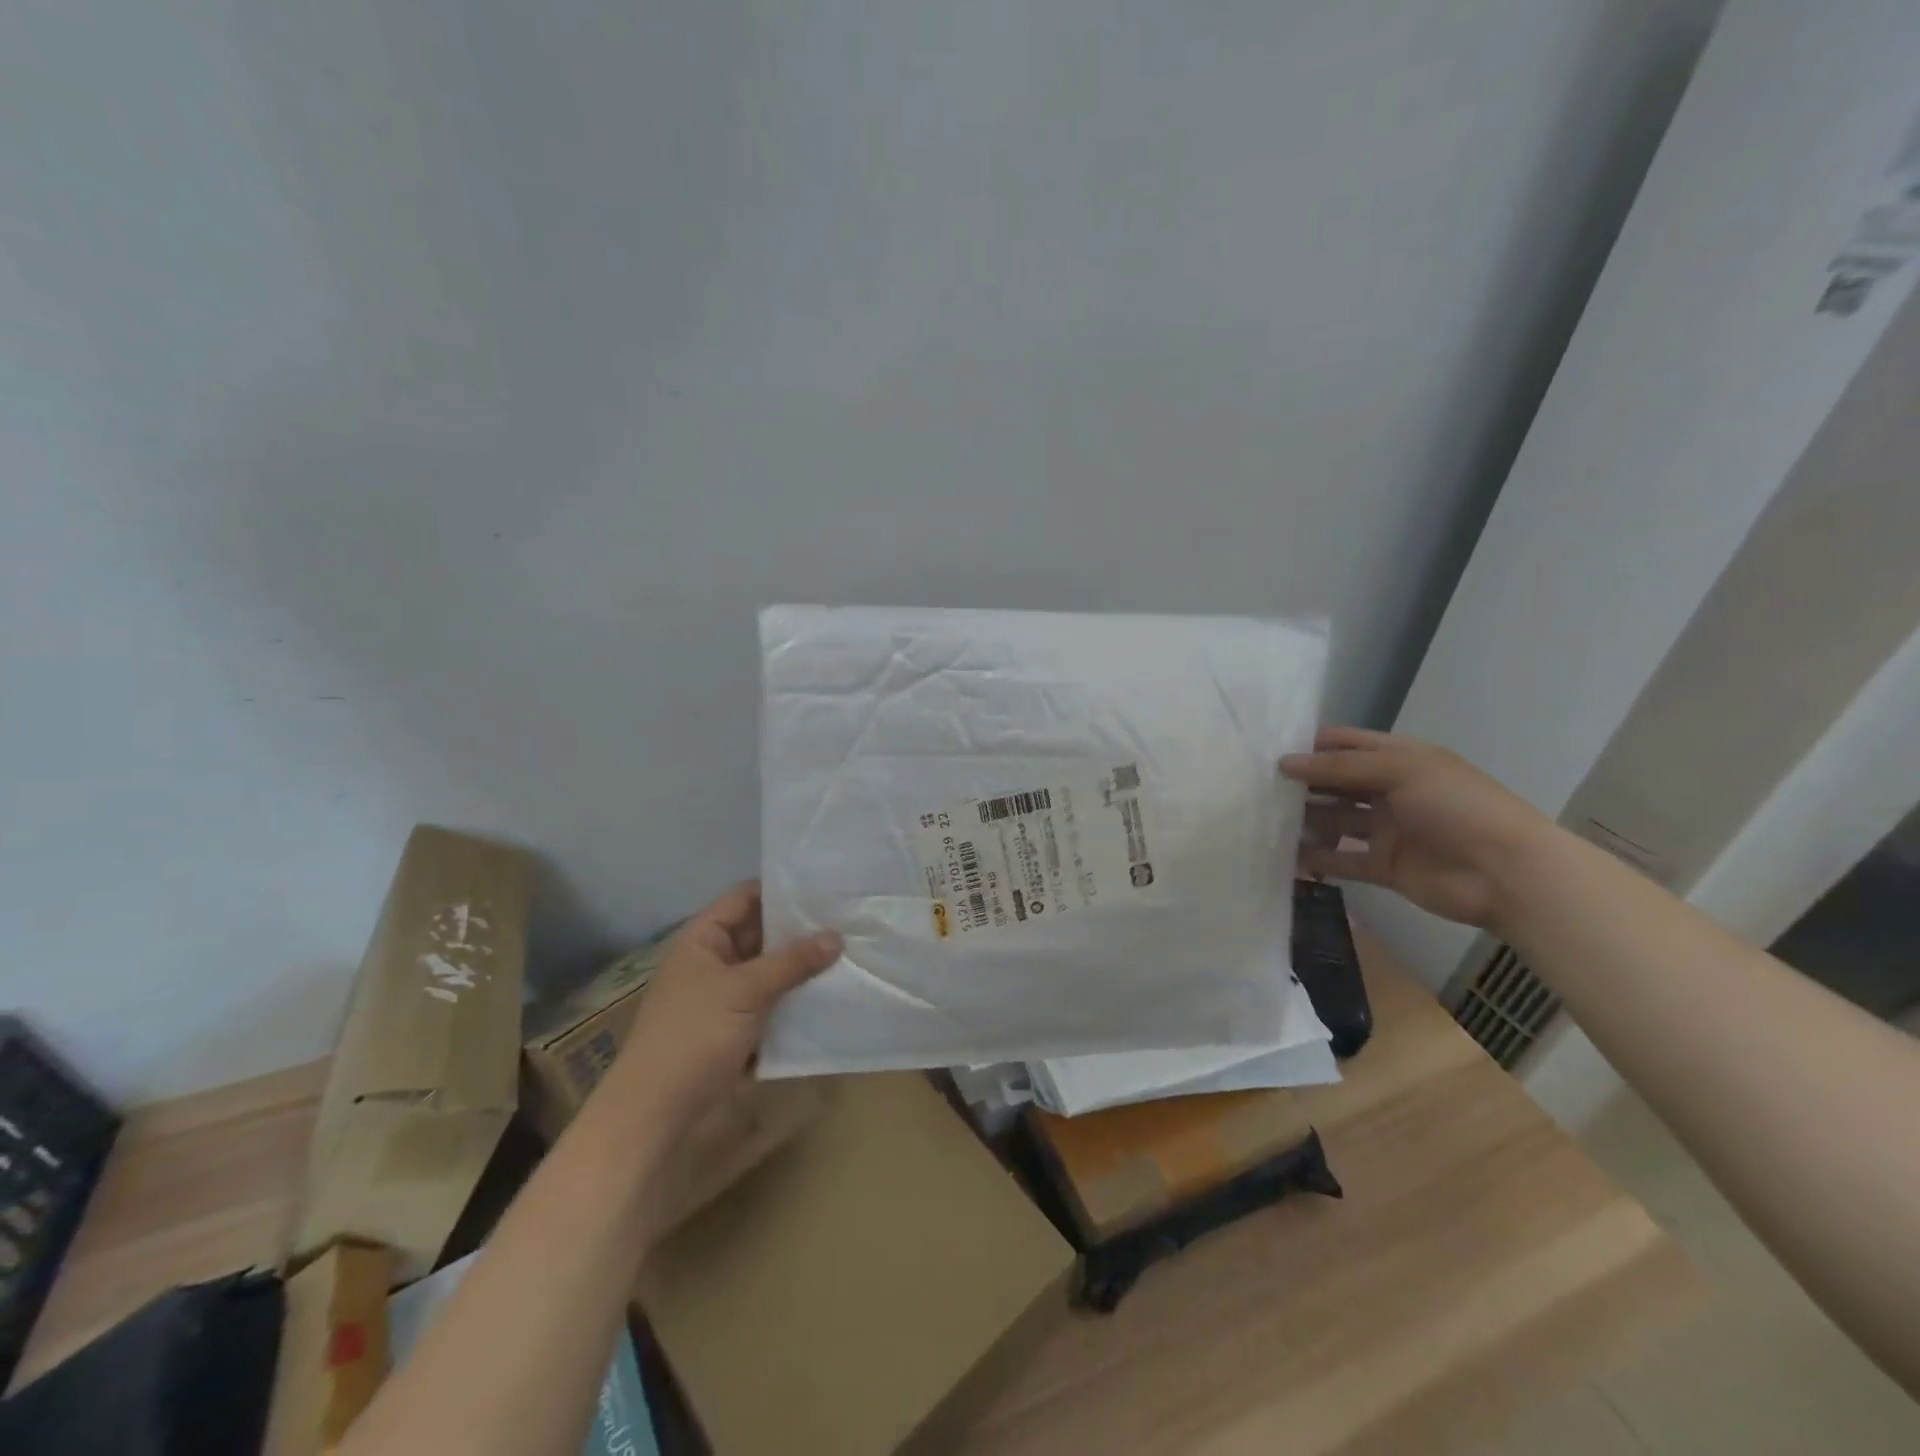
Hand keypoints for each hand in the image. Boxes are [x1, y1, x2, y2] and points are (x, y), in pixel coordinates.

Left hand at [610, 882, 840, 1134]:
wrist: (657, 1113)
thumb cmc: (694, 1036)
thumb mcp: (745, 990)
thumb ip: (792, 961)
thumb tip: (836, 936)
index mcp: (702, 939)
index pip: (745, 897)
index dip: (780, 889)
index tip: (823, 886)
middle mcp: (713, 961)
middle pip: (761, 933)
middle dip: (800, 929)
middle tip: (847, 918)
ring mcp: (725, 996)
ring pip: (770, 969)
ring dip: (802, 965)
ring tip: (850, 950)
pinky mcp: (738, 1027)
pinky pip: (772, 1001)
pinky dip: (796, 997)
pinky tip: (833, 991)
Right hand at [1280, 726, 1554, 930]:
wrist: (1506, 873)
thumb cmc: (1457, 806)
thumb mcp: (1399, 771)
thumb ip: (1339, 768)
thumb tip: (1283, 764)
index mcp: (1401, 760)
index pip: (1346, 744)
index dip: (1310, 745)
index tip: (1267, 749)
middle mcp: (1391, 791)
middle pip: (1336, 782)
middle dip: (1301, 782)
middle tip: (1256, 785)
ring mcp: (1388, 830)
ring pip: (1336, 820)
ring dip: (1306, 820)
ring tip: (1265, 820)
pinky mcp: (1384, 866)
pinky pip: (1342, 860)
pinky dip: (1317, 858)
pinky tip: (1286, 855)